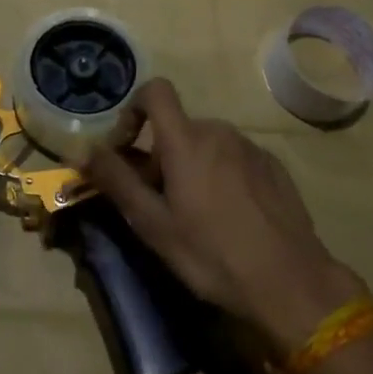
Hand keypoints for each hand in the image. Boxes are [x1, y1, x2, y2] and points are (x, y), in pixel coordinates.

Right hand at [84, 79, 368, 353]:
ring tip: (196, 214)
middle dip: (160, 156)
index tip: (127, 149)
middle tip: (159, 203)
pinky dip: (221, 175)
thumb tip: (80, 147)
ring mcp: (250, 147)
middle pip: (177, 127)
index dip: (133, 109)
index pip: (154, 91)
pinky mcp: (273, 166)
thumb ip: (115, 180)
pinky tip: (230, 217)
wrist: (291, 282)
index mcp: (186, 139)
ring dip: (191, 166)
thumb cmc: (212, 254)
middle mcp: (218, 131)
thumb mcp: (154, 224)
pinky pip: (234, 158)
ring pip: (206, 144)